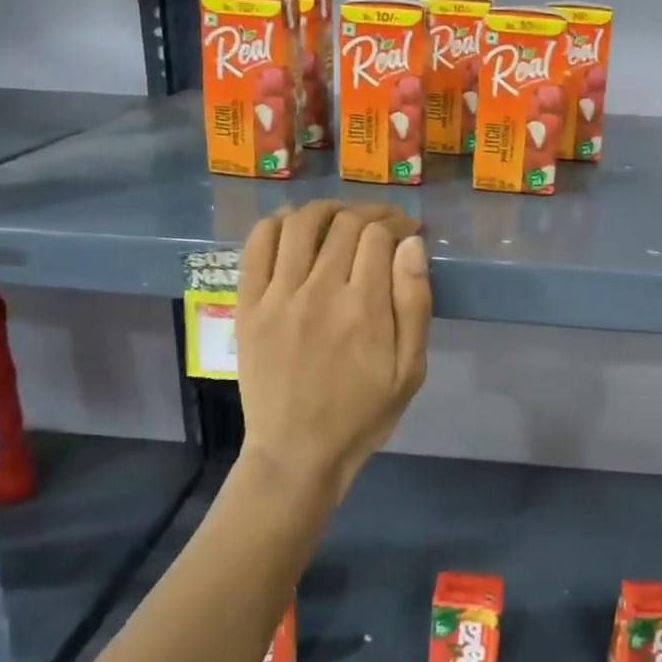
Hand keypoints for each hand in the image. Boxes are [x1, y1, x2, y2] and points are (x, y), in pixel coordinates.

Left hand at [236, 201, 432, 503]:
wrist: (297, 452)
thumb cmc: (363, 414)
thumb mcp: (410, 370)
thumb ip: (414, 303)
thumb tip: (411, 244)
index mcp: (363, 308)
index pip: (378, 235)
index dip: (398, 222)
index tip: (409, 229)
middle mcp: (319, 291)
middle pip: (344, 223)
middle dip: (371, 213)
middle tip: (383, 223)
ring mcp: (277, 296)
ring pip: (300, 224)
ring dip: (326, 209)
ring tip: (342, 217)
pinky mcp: (247, 305)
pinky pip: (257, 246)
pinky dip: (276, 223)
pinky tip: (293, 225)